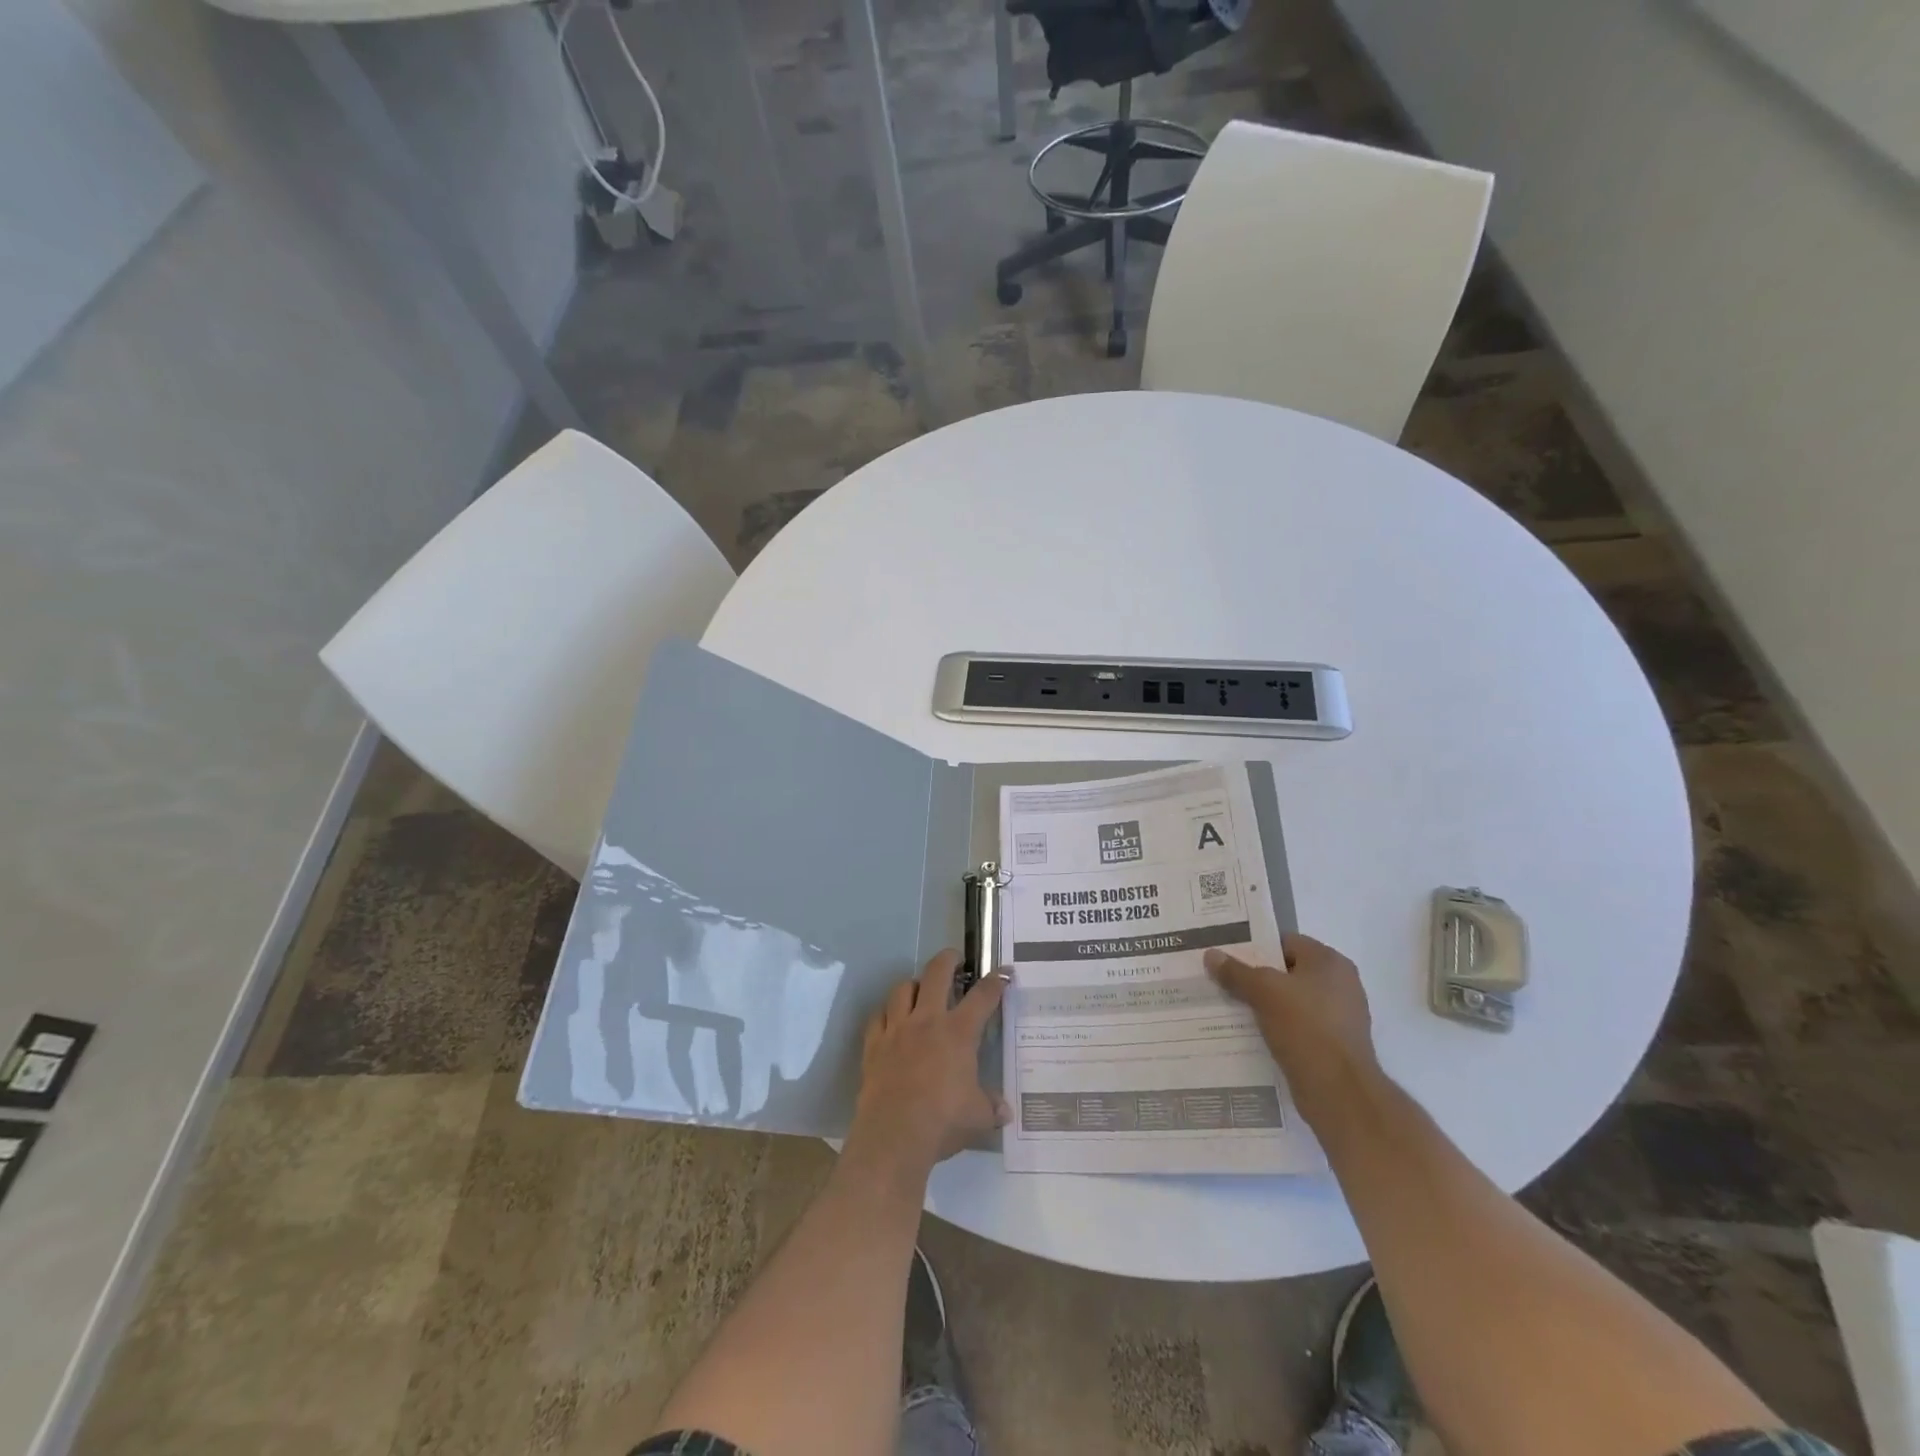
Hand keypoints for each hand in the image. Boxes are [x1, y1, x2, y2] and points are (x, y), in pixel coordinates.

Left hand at [844, 950, 1009, 1186]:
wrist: (893, 1136)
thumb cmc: (942, 1122)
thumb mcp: (978, 1117)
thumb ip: (992, 1108)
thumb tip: (1005, 1111)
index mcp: (958, 1033)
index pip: (983, 996)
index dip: (997, 982)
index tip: (1005, 973)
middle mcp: (927, 1021)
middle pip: (937, 973)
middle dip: (948, 959)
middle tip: (955, 959)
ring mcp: (897, 1029)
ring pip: (903, 988)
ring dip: (915, 984)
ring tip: (921, 989)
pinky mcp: (874, 1044)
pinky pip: (878, 1016)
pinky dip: (887, 1013)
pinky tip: (892, 1020)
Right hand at [1205, 933, 1380, 1127]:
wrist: (1339, 1092)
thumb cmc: (1305, 1027)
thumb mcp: (1263, 991)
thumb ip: (1236, 971)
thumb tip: (1211, 954)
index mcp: (1330, 962)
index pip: (1286, 942)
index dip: (1255, 947)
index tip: (1227, 956)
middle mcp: (1341, 985)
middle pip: (1287, 972)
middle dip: (1256, 978)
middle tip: (1222, 980)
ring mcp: (1339, 1017)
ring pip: (1290, 1002)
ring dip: (1264, 1005)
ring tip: (1230, 1008)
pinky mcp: (1334, 1046)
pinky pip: (1297, 1027)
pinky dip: (1277, 1028)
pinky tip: (1251, 1034)